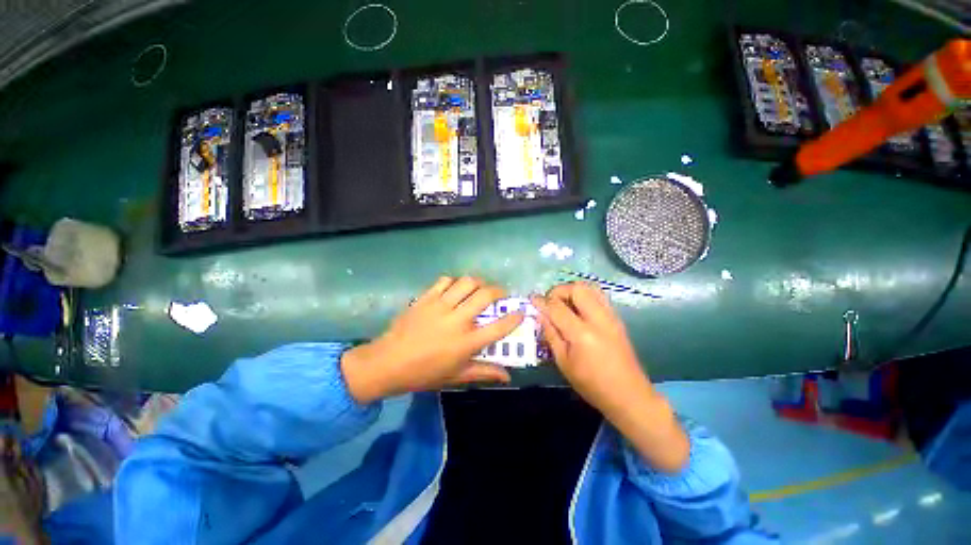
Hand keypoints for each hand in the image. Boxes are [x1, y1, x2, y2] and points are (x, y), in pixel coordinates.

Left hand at [341, 276, 522, 403]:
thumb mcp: (456, 376)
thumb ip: (483, 372)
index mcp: (466, 343)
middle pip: (485, 296)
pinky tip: (455, 289)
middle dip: (499, 291)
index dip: (515, 317)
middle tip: (501, 294)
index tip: (521, 311)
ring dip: (479, 283)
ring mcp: (440, 306)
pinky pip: (445, 281)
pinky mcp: (426, 298)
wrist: (387, 362)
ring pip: (467, 283)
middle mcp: (457, 321)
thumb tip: (508, 376)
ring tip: (480, 288)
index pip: (499, 327)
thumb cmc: (424, 373)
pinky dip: (455, 282)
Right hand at [530, 282, 648, 416]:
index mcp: (582, 334)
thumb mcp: (563, 362)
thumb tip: (540, 314)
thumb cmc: (591, 384)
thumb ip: (551, 335)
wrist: (629, 395)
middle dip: (559, 290)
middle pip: (577, 288)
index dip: (542, 301)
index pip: (557, 307)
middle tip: (550, 302)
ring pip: (590, 288)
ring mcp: (611, 317)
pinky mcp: (617, 319)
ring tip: (563, 304)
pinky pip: (599, 296)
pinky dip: (585, 296)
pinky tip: (578, 310)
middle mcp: (598, 319)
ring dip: (573, 291)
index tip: (532, 299)